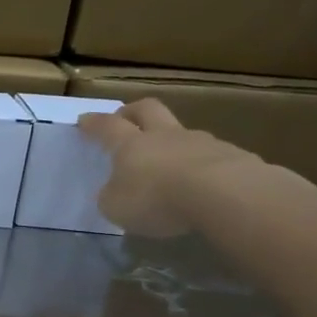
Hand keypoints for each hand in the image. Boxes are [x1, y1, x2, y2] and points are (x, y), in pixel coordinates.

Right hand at [76, 98, 263, 237]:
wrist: (223, 194)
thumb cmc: (156, 197)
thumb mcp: (116, 206)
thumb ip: (112, 196)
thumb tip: (115, 191)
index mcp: (131, 144)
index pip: (107, 127)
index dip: (94, 123)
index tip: (84, 120)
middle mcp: (165, 136)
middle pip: (147, 109)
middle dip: (132, 111)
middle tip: (124, 117)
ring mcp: (201, 142)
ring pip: (181, 133)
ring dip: (171, 141)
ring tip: (169, 163)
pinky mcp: (232, 156)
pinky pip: (210, 156)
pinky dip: (201, 165)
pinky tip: (202, 184)